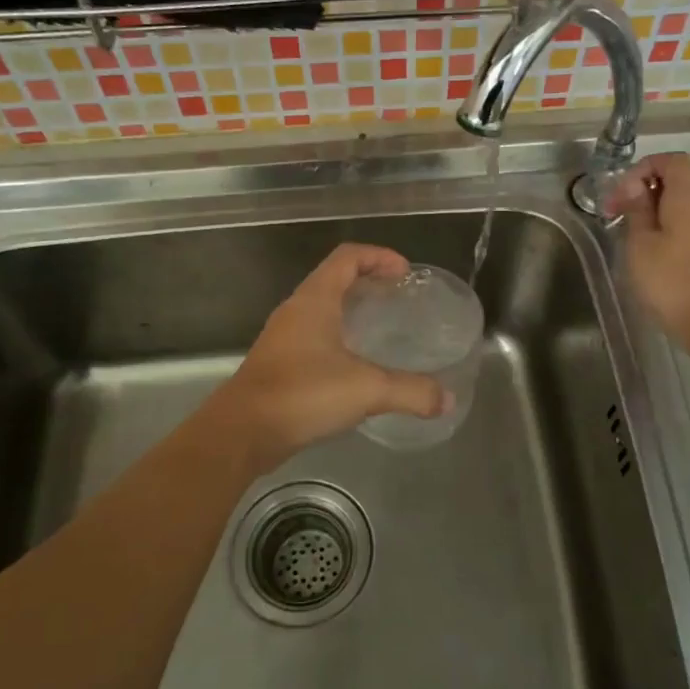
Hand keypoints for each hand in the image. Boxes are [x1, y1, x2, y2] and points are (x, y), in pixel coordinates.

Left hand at [210, 243, 450, 469]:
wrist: (242, 432)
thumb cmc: (302, 395)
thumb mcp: (366, 390)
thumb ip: (410, 392)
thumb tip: (447, 398)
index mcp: (314, 300)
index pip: (347, 257)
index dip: (378, 256)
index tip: (405, 273)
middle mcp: (296, 311)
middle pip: (334, 279)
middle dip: (368, 281)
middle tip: (399, 298)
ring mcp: (283, 337)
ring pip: (322, 308)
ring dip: (351, 310)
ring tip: (382, 329)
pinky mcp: (279, 363)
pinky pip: (314, 335)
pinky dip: (339, 337)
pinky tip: (356, 365)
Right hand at [605, 153, 689, 352]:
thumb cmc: (670, 280)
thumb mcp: (640, 243)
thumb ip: (637, 209)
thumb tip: (632, 185)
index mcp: (686, 201)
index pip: (673, 161)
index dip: (646, 166)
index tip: (622, 191)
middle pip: (675, 184)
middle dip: (641, 192)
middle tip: (614, 215)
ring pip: (676, 209)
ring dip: (649, 215)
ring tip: (625, 238)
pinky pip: (682, 230)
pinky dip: (661, 232)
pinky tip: (644, 257)